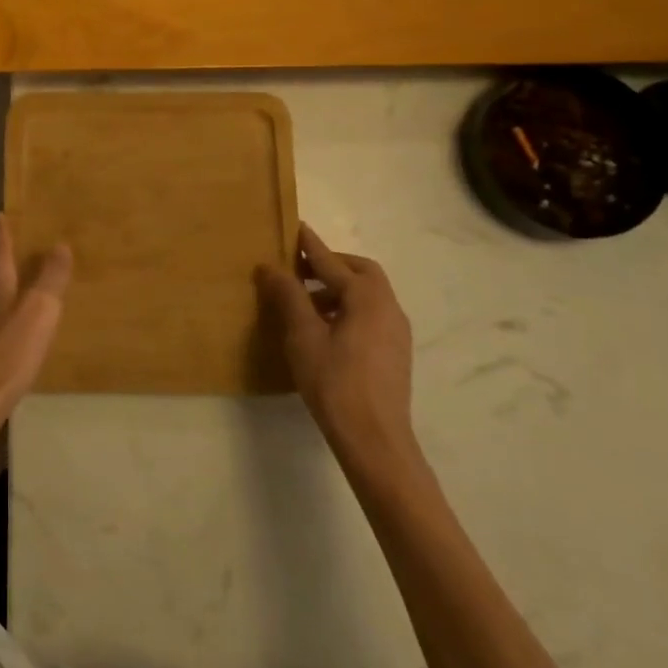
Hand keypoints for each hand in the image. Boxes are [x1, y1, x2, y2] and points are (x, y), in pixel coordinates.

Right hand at [256, 223, 421, 481]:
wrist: (375, 439)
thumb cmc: (335, 382)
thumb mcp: (303, 336)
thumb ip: (288, 296)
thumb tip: (271, 267)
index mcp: (366, 297)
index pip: (332, 261)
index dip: (309, 245)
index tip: (294, 227)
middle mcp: (388, 307)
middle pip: (360, 272)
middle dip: (330, 265)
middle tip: (299, 269)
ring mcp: (396, 331)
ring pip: (367, 294)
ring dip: (338, 288)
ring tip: (305, 302)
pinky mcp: (395, 352)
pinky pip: (371, 314)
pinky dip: (348, 308)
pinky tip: (325, 329)